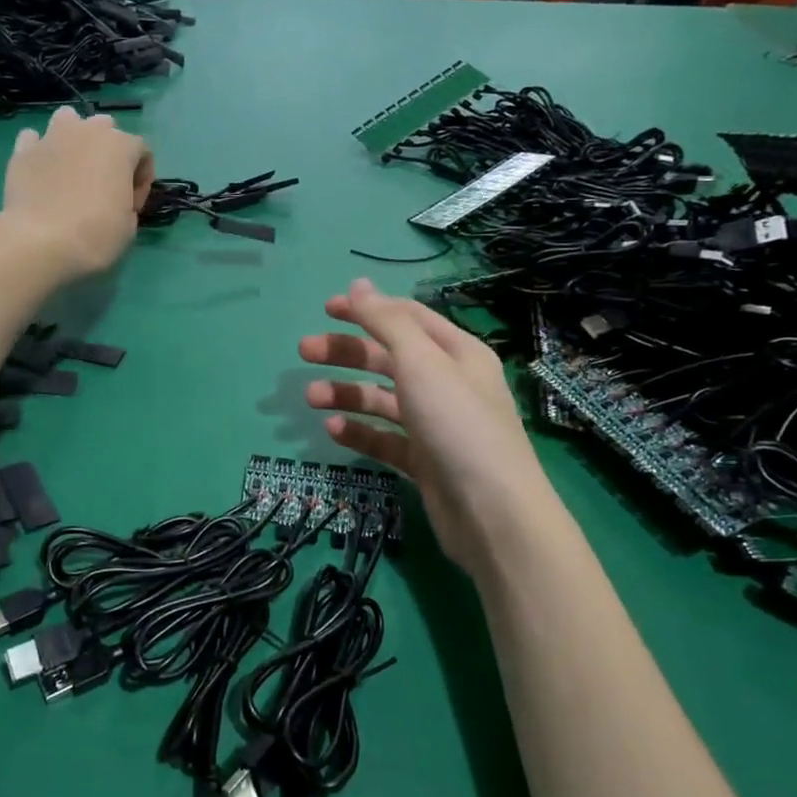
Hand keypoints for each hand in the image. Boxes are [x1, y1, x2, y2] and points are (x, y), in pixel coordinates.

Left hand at [0, 106, 152, 280]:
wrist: (40, 243)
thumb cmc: (96, 235)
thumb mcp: (129, 226)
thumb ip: (127, 202)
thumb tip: (115, 200)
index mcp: (120, 146)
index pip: (142, 152)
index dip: (142, 180)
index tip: (132, 207)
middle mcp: (87, 132)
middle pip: (106, 128)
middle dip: (108, 152)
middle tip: (104, 185)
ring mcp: (52, 137)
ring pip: (68, 119)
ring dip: (74, 137)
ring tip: (72, 166)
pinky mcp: (22, 151)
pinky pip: (33, 139)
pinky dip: (39, 150)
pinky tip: (41, 171)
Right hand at [301, 279, 539, 577]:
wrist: (492, 513)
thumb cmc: (457, 424)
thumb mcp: (421, 362)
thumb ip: (387, 321)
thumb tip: (358, 284)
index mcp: (456, 352)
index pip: (406, 318)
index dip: (367, 309)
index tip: (325, 308)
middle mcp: (447, 383)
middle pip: (388, 357)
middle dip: (347, 352)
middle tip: (304, 351)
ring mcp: (435, 424)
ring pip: (382, 399)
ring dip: (346, 393)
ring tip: (312, 397)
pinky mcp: (423, 461)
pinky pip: (384, 438)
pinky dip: (359, 432)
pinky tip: (333, 431)